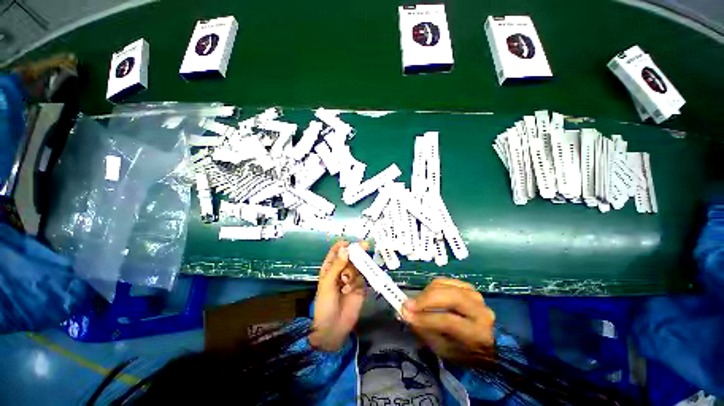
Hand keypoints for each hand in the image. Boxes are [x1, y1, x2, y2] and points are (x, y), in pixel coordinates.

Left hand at [308, 241, 367, 351]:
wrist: (333, 327)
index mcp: (330, 267)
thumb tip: (346, 248)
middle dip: (356, 253)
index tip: (349, 243)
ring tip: (345, 283)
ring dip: (352, 273)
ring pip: (357, 267)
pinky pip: (362, 278)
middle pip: (351, 257)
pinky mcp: (360, 287)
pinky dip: (356, 283)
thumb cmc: (325, 303)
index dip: (343, 246)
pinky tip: (349, 291)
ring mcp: (352, 279)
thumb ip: (338, 265)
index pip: (337, 252)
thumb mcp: (328, 282)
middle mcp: (342, 270)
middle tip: (365, 245)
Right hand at [401, 278, 495, 364]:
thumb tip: (406, 313)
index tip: (406, 314)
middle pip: (450, 296)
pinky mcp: (469, 288)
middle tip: (409, 304)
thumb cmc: (462, 351)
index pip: (449, 321)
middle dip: (426, 299)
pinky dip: (434, 286)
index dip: (425, 317)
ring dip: (428, 292)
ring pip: (447, 286)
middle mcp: (481, 312)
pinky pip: (447, 281)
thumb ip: (425, 331)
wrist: (486, 344)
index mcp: (478, 334)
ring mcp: (476, 297)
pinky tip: (428, 295)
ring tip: (418, 302)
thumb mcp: (443, 350)